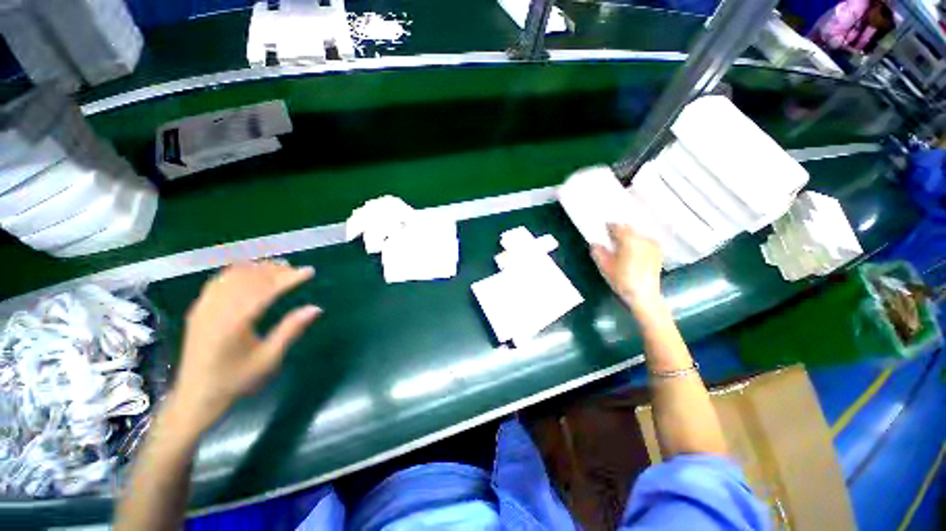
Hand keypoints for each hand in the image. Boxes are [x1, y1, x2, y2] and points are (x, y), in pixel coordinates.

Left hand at [168, 261, 320, 435]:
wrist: (196, 396)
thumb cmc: (236, 380)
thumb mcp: (269, 359)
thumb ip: (291, 330)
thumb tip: (315, 308)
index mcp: (234, 323)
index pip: (266, 291)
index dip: (289, 279)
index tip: (308, 271)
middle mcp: (216, 310)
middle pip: (248, 279)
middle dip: (274, 270)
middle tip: (295, 268)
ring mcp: (204, 308)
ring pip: (232, 276)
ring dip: (256, 268)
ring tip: (277, 266)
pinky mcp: (198, 309)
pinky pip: (218, 281)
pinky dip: (237, 271)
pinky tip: (249, 271)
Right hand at [591, 224, 663, 311]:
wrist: (644, 295)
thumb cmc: (622, 281)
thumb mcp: (605, 267)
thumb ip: (598, 252)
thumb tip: (594, 244)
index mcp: (629, 240)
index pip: (617, 226)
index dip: (608, 227)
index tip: (602, 231)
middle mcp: (643, 239)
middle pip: (629, 229)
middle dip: (619, 232)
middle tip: (610, 239)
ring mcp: (653, 244)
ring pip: (637, 234)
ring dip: (628, 237)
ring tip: (621, 246)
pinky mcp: (658, 251)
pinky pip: (645, 241)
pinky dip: (637, 243)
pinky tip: (632, 252)